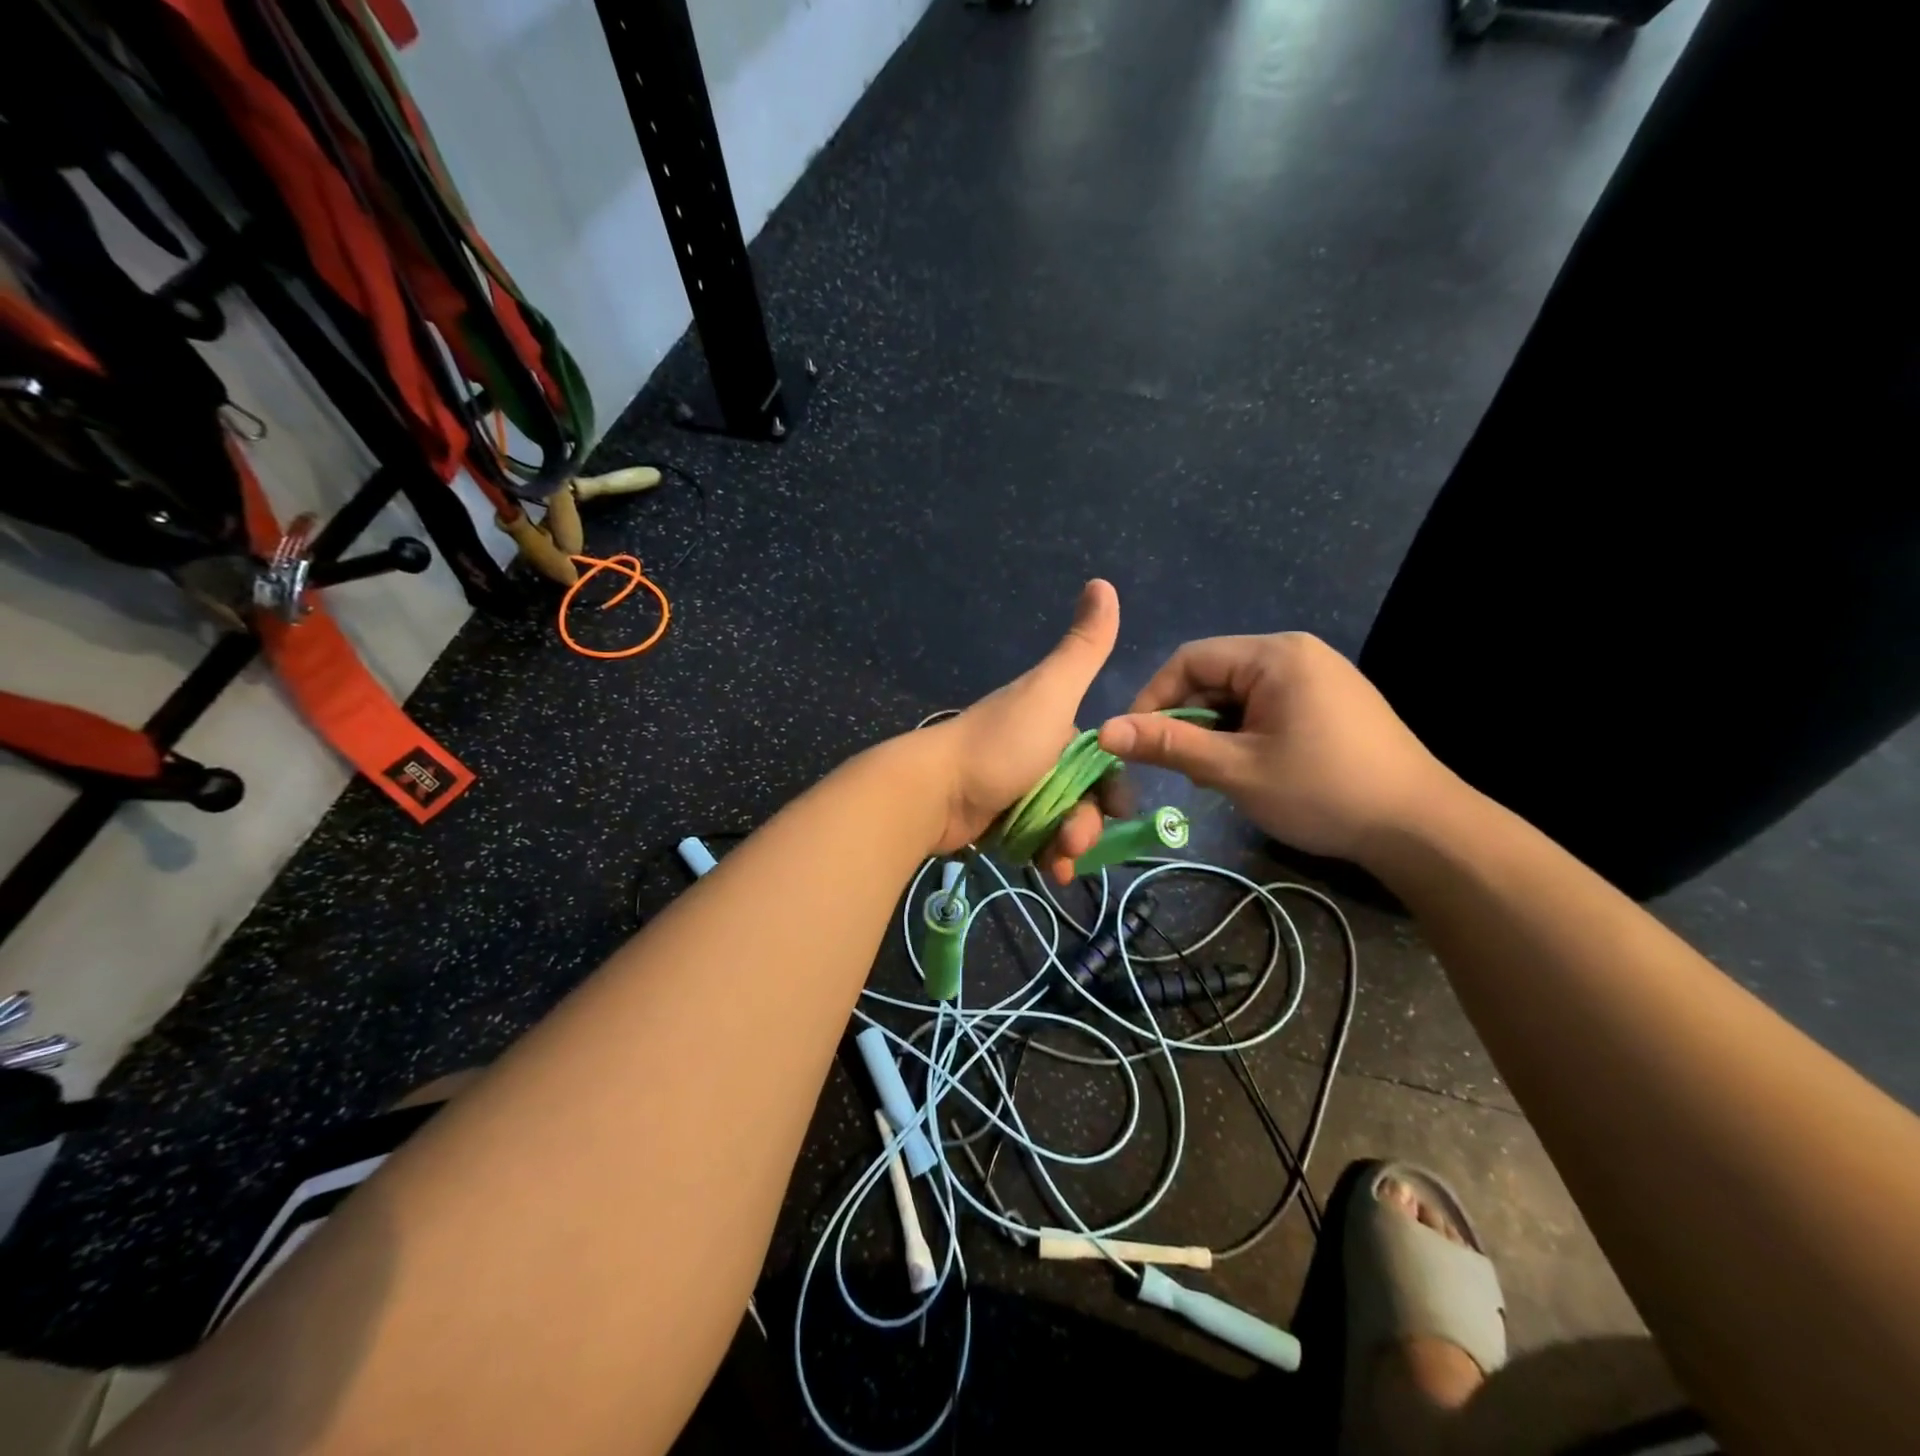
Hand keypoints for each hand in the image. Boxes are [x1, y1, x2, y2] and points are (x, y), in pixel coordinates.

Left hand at [920, 580, 1119, 855]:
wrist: (933, 791)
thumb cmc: (1000, 744)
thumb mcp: (1051, 692)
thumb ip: (1083, 646)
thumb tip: (1103, 581)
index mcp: (1052, 723)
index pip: (1102, 761)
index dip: (1113, 787)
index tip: (1114, 811)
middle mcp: (1037, 754)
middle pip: (1084, 797)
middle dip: (1089, 823)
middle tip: (1074, 844)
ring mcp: (1015, 789)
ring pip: (1063, 823)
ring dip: (1069, 844)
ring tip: (1057, 862)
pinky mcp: (997, 821)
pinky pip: (1037, 841)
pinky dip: (1046, 855)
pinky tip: (1047, 868)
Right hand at [1080, 632, 1457, 864]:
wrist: (1421, 828)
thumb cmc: (1323, 791)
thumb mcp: (1236, 769)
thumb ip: (1169, 746)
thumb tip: (1104, 731)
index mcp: (1274, 655)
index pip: (1189, 660)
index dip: (1154, 699)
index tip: (1136, 742)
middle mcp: (1296, 654)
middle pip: (1214, 677)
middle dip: (1188, 721)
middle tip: (1183, 770)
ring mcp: (1317, 677)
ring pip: (1238, 696)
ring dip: (1215, 733)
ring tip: (1216, 776)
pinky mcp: (1329, 702)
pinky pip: (1266, 707)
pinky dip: (1244, 735)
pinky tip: (1248, 770)